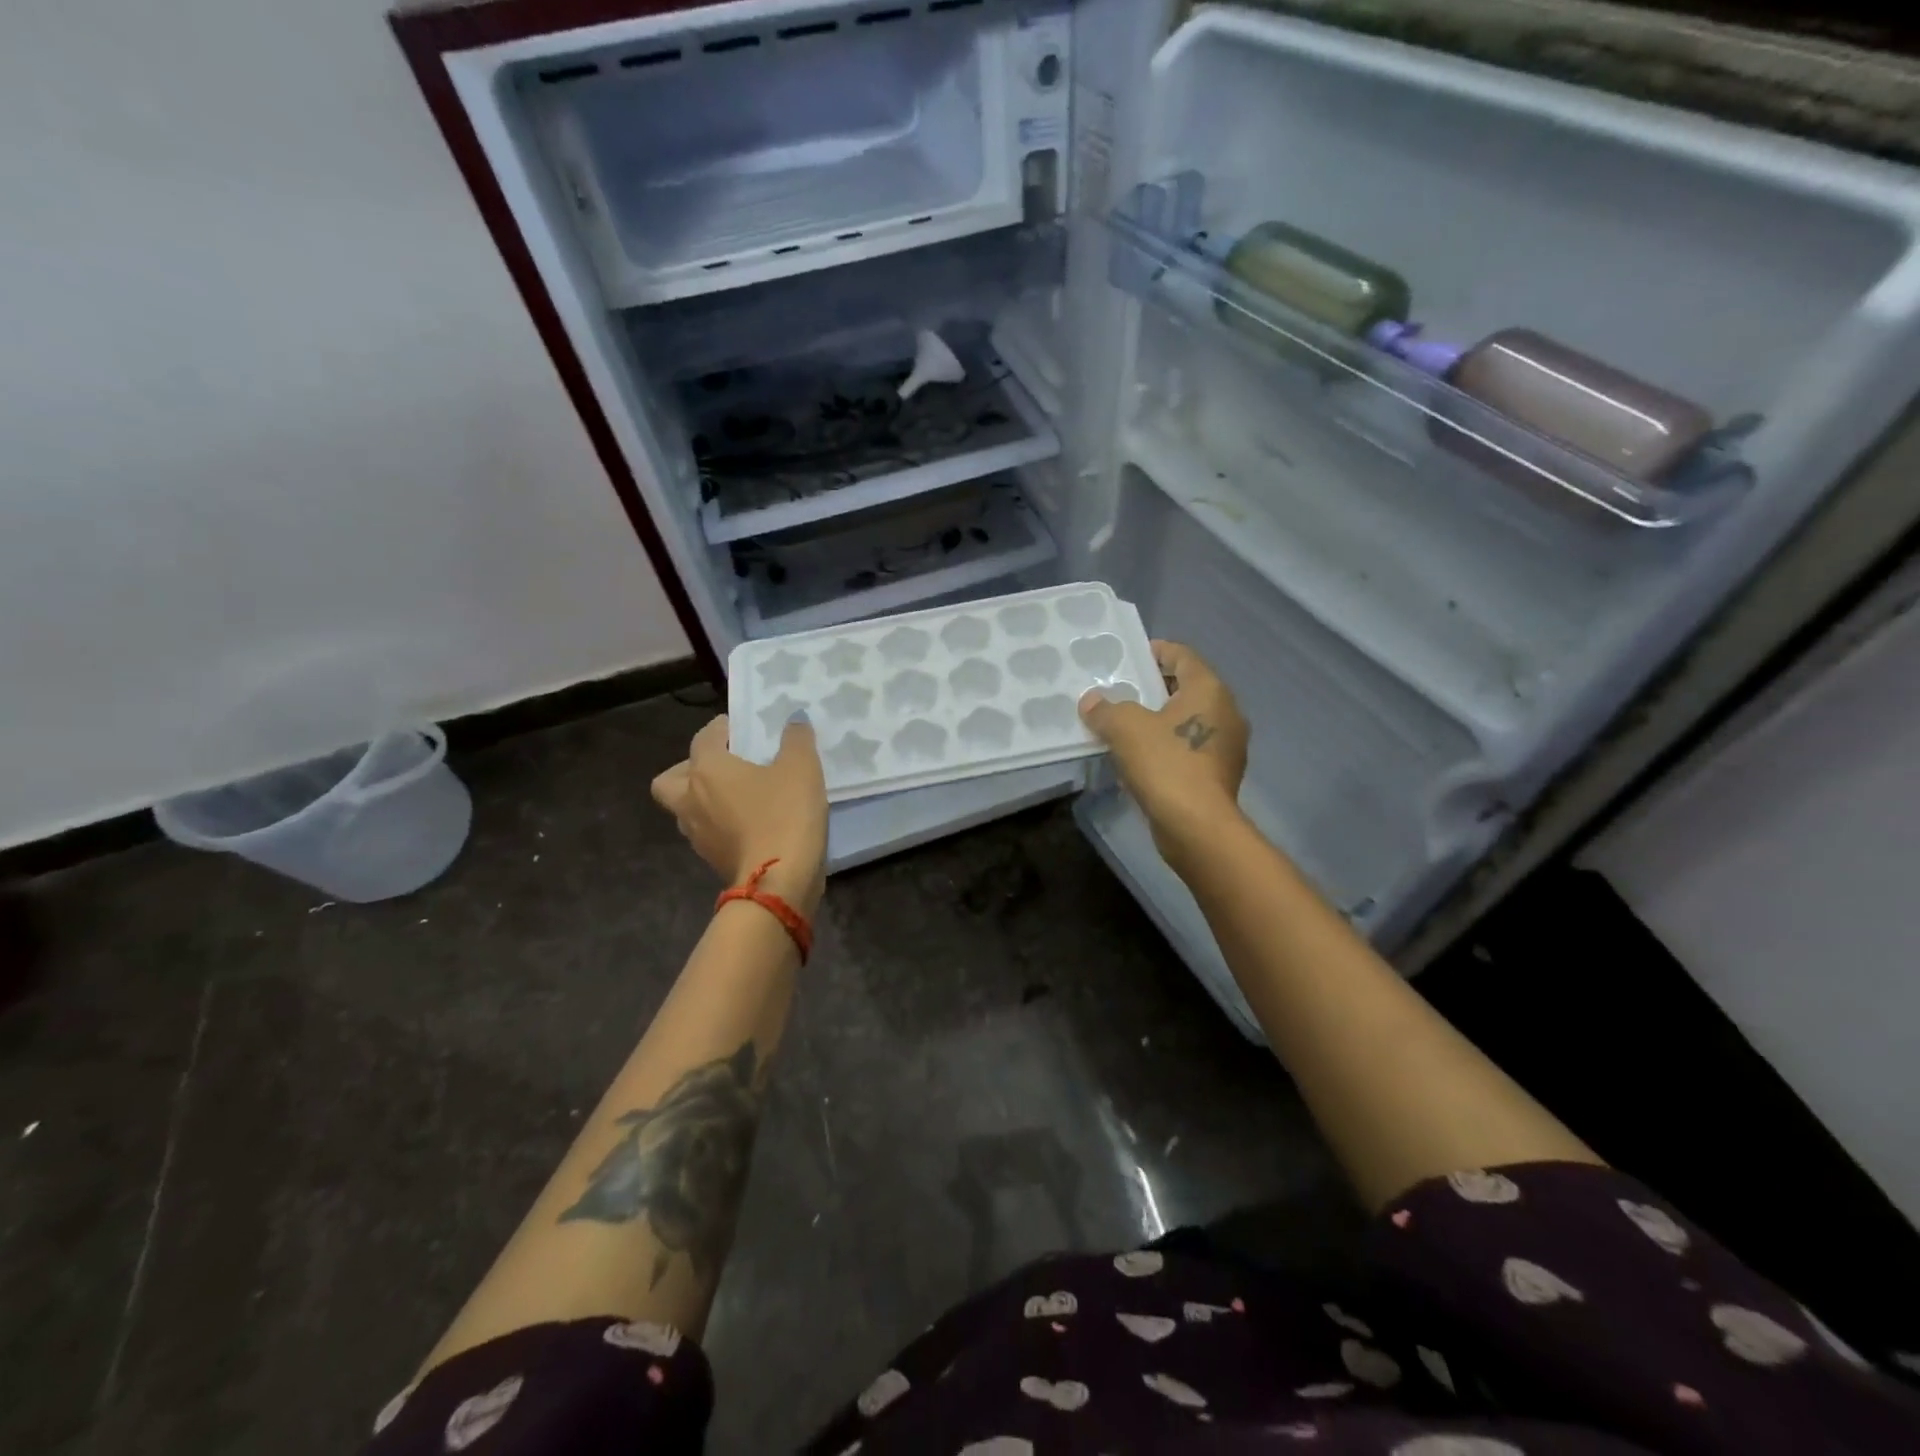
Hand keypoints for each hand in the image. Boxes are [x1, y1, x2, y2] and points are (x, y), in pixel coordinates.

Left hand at [651, 715, 828, 912]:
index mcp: (707, 770)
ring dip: (703, 800)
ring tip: (738, 797)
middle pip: (670, 779)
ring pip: (685, 809)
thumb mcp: (801, 768)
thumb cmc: (785, 814)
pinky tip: (748, 824)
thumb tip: (793, 719)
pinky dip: (720, 825)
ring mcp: (697, 834)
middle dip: (690, 769)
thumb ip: (796, 739)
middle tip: (723, 767)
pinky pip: (707, 833)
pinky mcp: (711, 860)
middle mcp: (691, 799)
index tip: (741, 727)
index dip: (722, 728)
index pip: (704, 738)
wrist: (779, 882)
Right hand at [1079, 641, 1248, 864]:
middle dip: (1152, 688)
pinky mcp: (1218, 775)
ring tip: (1123, 726)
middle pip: (1186, 688)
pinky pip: (1188, 749)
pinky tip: (1139, 759)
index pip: (1182, 656)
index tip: (1129, 656)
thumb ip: (1106, 709)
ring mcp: (1227, 746)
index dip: (1155, 652)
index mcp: (1209, 690)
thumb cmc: (1166, 764)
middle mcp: (1226, 712)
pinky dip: (1166, 747)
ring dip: (1158, 721)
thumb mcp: (1125, 728)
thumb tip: (1092, 701)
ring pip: (1187, 721)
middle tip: (1119, 691)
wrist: (1197, 827)